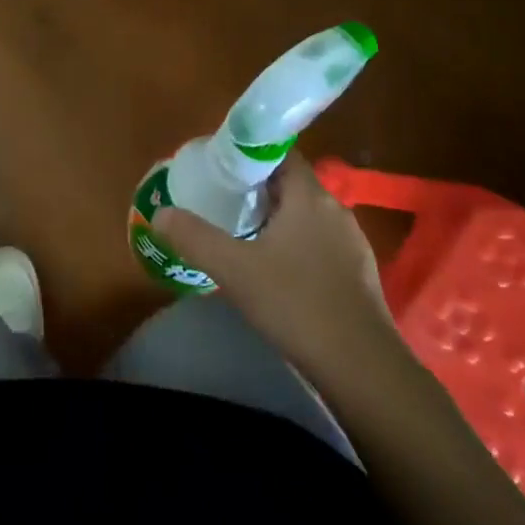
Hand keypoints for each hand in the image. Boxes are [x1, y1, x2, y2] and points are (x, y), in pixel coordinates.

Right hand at [151, 156, 399, 383]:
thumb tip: (160, 214)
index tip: (223, 170)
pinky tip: (280, 275)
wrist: (364, 370)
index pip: (282, 154)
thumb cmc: (297, 305)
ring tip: (246, 238)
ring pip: (308, 216)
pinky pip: (322, 245)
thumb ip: (195, 238)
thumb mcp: (235, 270)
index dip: (252, 156)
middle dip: (259, 190)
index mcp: (309, 196)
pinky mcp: (361, 274)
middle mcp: (335, 209)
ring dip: (279, 220)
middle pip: (292, 185)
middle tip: (225, 203)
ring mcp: (353, 243)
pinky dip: (298, 247)